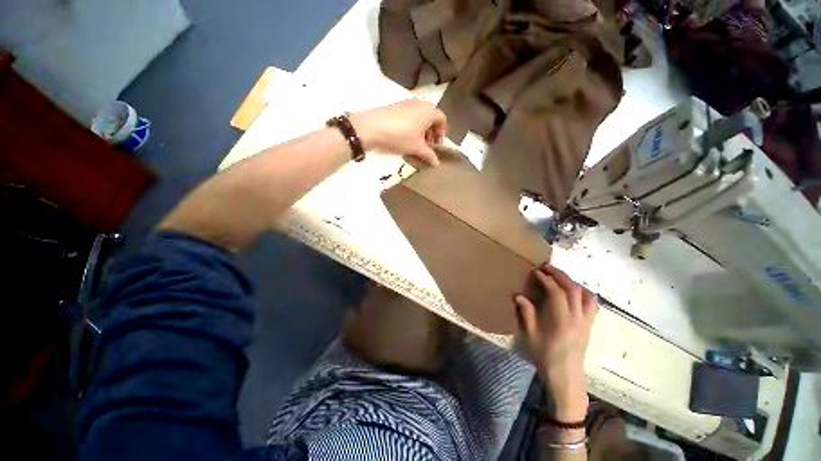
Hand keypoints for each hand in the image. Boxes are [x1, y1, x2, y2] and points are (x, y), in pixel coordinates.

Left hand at [349, 100, 446, 165]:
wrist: (372, 127)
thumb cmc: (400, 136)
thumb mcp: (416, 148)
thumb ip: (429, 155)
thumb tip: (437, 163)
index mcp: (429, 111)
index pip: (442, 120)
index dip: (441, 135)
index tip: (436, 147)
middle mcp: (420, 104)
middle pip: (431, 119)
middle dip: (430, 135)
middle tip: (426, 149)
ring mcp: (407, 104)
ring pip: (419, 120)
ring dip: (420, 134)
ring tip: (415, 147)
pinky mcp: (396, 108)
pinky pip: (409, 118)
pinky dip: (411, 130)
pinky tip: (404, 142)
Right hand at [515, 264, 597, 421]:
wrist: (566, 377)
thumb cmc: (546, 357)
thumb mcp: (531, 336)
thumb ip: (526, 314)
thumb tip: (518, 296)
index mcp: (562, 321)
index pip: (556, 292)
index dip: (546, 279)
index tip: (536, 272)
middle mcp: (577, 318)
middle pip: (573, 289)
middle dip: (559, 274)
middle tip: (547, 267)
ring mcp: (586, 322)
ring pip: (585, 295)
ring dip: (572, 281)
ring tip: (559, 277)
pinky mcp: (590, 326)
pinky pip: (592, 304)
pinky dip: (584, 293)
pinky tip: (574, 292)